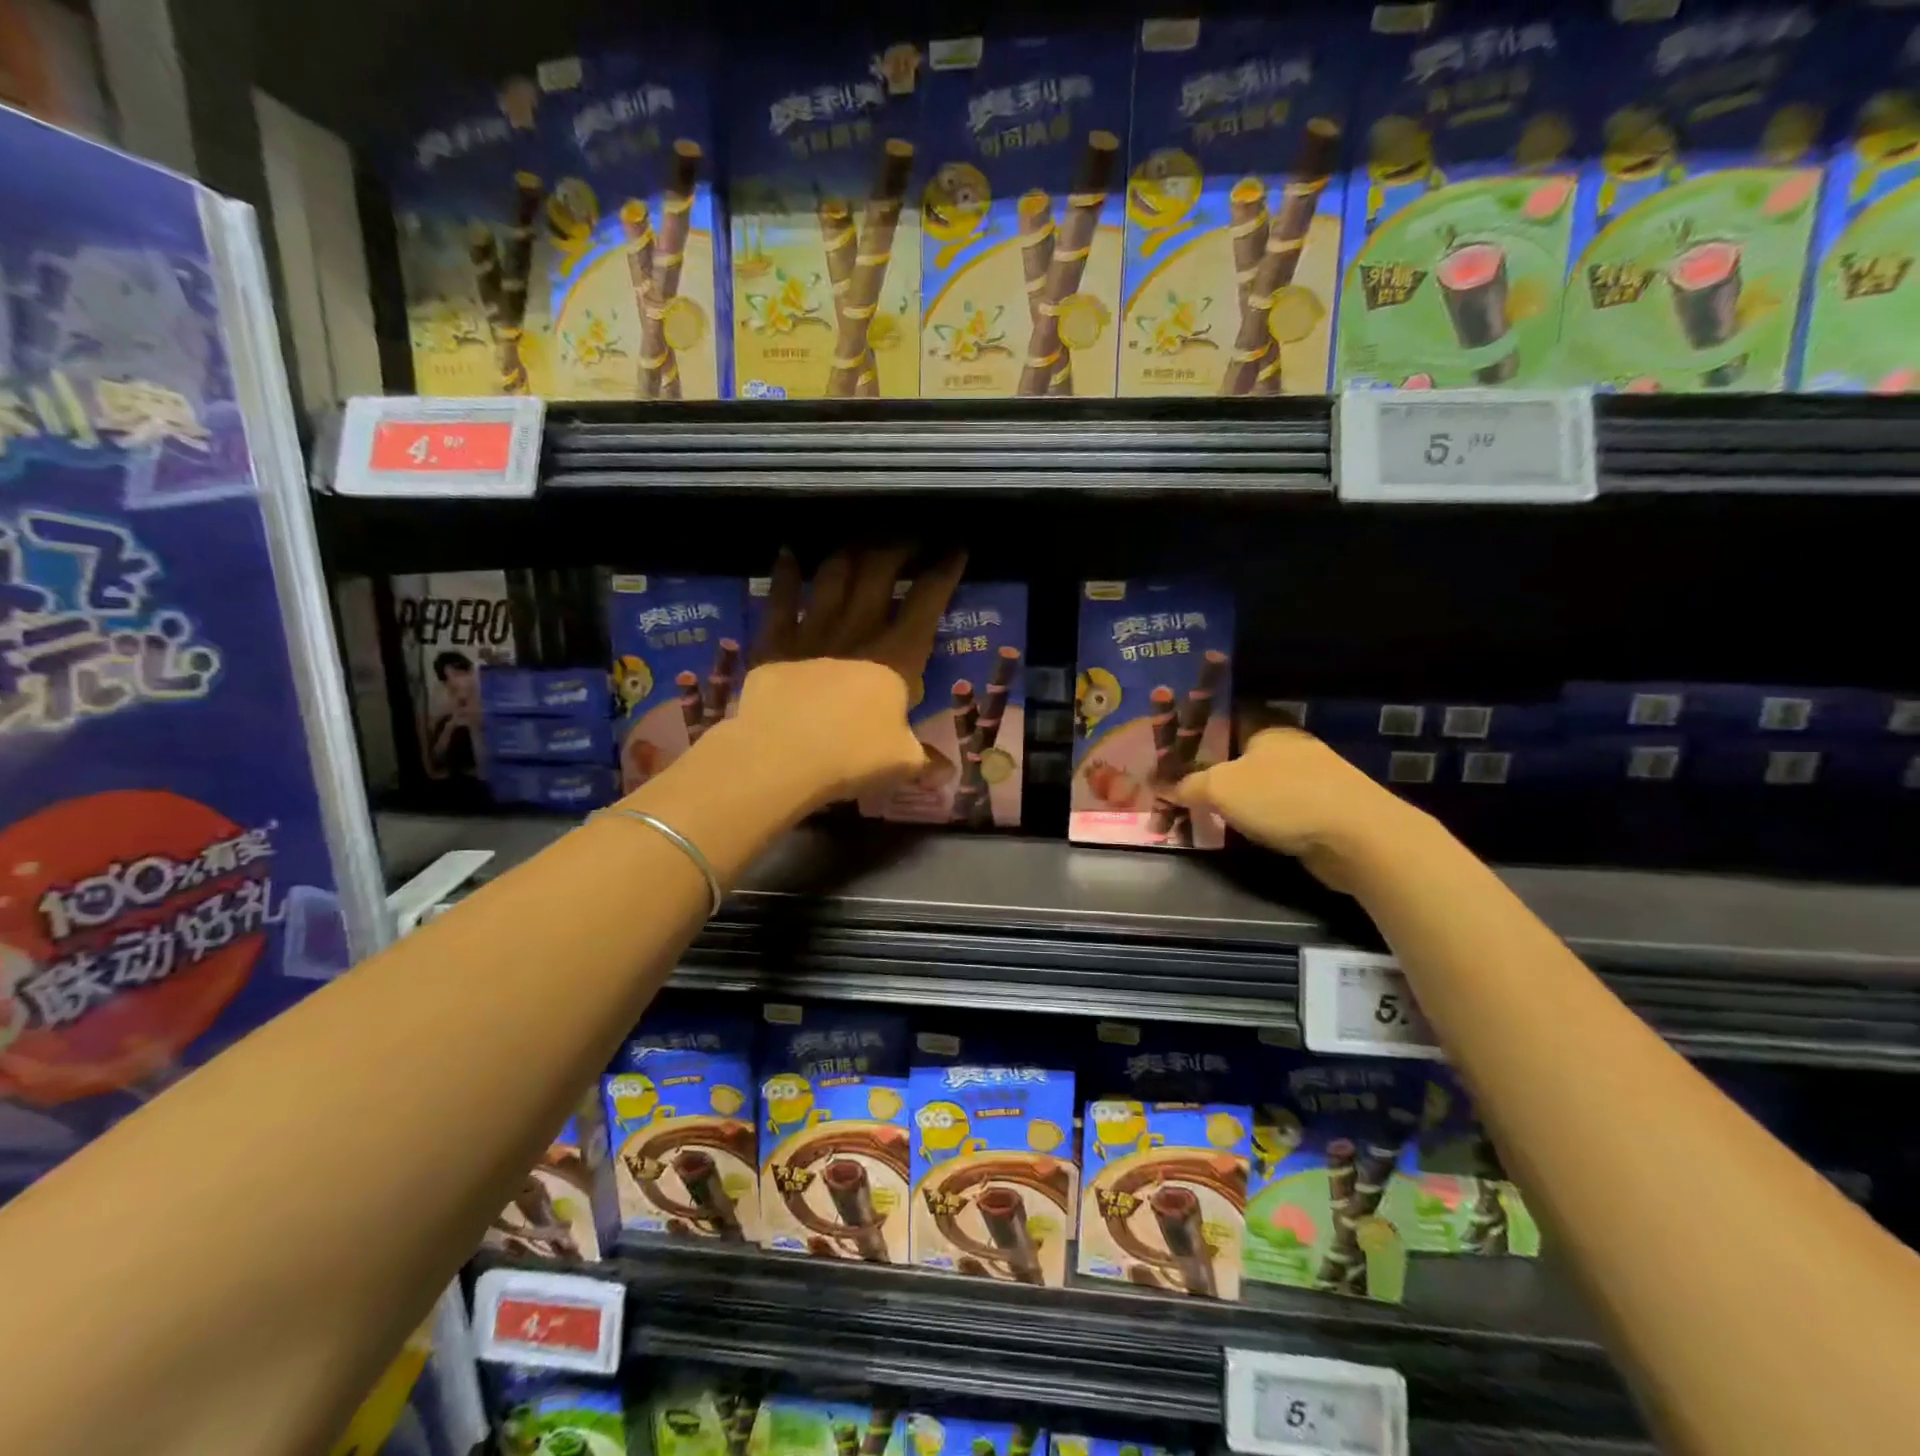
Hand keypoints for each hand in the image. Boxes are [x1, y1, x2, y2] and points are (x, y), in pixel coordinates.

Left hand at [731, 545, 966, 808]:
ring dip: (850, 551)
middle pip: (880, 572)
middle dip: (899, 546)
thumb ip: (924, 759)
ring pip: (834, 575)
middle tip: (910, 534)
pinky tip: (787, 552)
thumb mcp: (900, 762)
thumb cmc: (851, 757)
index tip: (956, 547)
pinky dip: (785, 573)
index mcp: (897, 656)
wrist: (782, 757)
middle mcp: (859, 631)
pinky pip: (780, 598)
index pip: (928, 601)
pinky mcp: (776, 641)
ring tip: (861, 537)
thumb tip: (947, 775)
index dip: (945, 570)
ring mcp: (814, 631)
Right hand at [1173, 728, 1420, 892]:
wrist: (1358, 838)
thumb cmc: (1283, 798)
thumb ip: (1189, 785)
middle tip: (1178, 785)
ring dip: (1233, 797)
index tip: (1172, 747)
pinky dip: (1255, 817)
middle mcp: (1288, 747)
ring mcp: (1309, 778)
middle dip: (1210, 768)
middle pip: (1239, 752)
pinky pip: (1275, 808)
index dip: (1199, 729)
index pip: (1227, 716)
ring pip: (1257, 782)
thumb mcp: (1221, 788)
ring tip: (1201, 812)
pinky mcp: (1320, 809)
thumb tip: (1168, 788)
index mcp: (1267, 728)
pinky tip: (1237, 831)